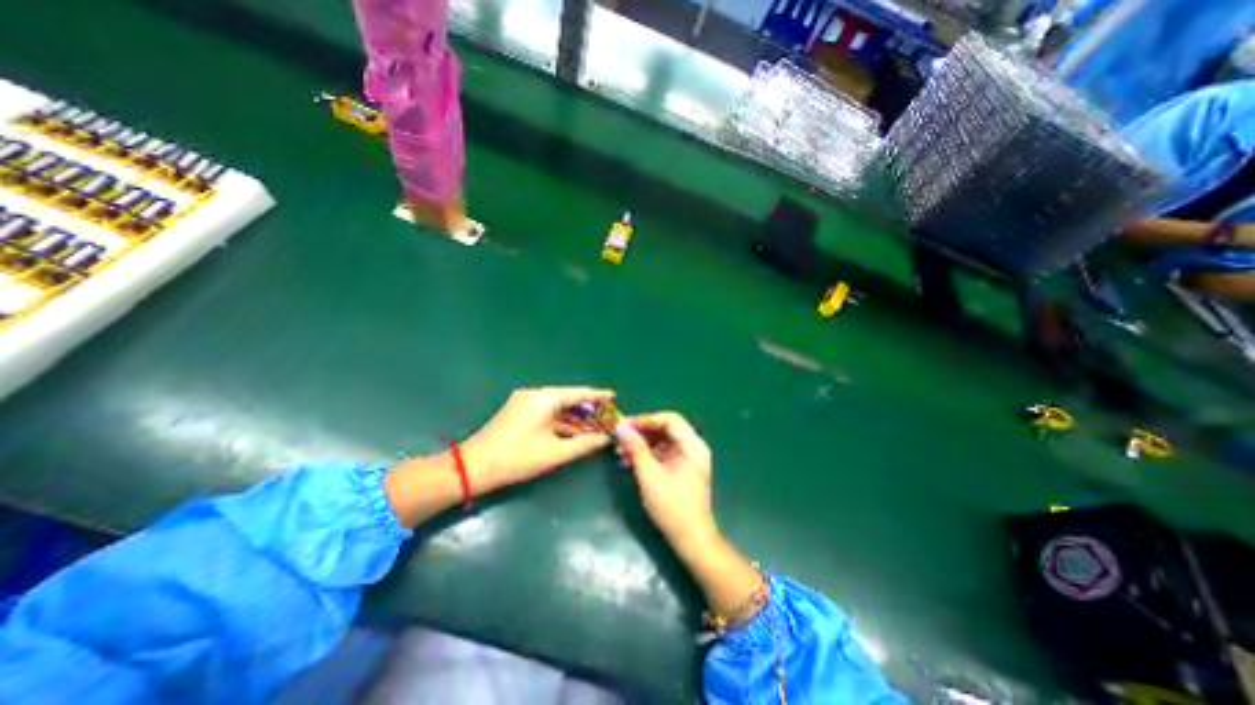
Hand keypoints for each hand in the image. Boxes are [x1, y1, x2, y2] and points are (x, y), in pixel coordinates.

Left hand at [461, 386, 616, 496]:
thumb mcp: (554, 452)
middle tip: (609, 419)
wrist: (472, 468)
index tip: (614, 396)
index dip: (597, 395)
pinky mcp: (521, 416)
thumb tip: (606, 438)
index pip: (577, 393)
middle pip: (569, 400)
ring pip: (559, 410)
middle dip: (589, 411)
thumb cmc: (516, 458)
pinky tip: (579, 434)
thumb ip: (584, 444)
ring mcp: (526, 406)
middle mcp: (535, 396)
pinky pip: (549, 416)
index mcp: (543, 399)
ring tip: (599, 430)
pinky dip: (564, 425)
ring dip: (578, 420)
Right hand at [616, 408, 714, 550]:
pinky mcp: (679, 468)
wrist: (690, 539)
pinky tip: (627, 460)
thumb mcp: (650, 476)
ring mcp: (686, 458)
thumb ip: (636, 449)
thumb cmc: (672, 507)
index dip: (646, 419)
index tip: (624, 425)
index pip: (669, 420)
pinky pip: (661, 453)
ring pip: (661, 441)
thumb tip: (620, 427)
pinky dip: (645, 454)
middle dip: (641, 432)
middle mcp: (692, 447)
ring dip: (641, 443)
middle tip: (619, 436)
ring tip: (619, 450)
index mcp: (692, 446)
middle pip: (665, 429)